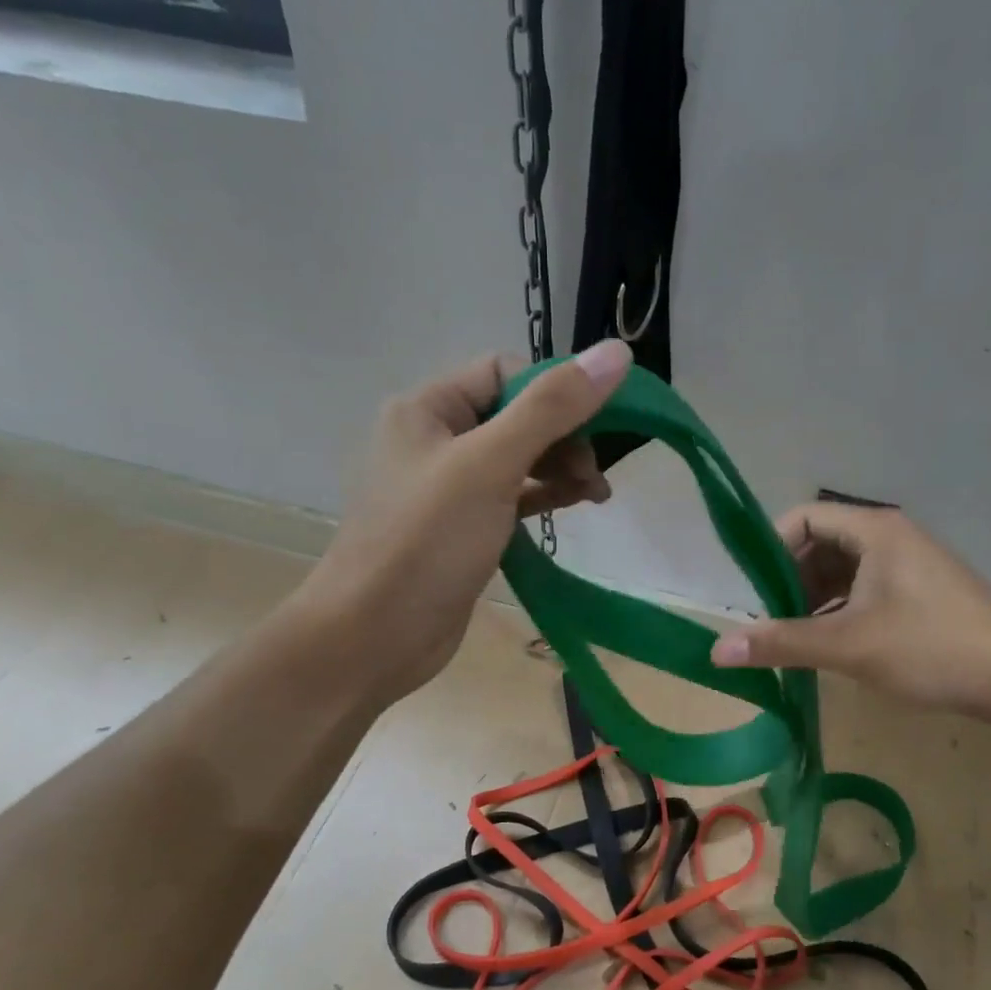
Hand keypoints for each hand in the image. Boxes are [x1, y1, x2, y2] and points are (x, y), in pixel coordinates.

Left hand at [286, 340, 630, 706]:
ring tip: (597, 495)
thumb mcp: (491, 465)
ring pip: (518, 458)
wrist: (374, 636)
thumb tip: (616, 353)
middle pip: (515, 415)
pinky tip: (574, 505)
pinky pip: (511, 496)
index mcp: (427, 408)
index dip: (554, 391)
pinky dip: (544, 496)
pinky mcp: (462, 528)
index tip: (595, 426)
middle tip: (594, 474)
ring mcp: (448, 487)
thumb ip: (552, 408)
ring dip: (561, 467)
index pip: (504, 372)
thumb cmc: (427, 542)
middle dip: (563, 436)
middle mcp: (434, 439)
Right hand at [708, 503, 990, 721]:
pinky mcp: (921, 590)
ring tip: (794, 637)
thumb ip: (780, 642)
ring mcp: (909, 563)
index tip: (754, 593)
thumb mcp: (847, 646)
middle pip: (821, 543)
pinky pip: (865, 588)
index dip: (770, 549)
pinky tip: (831, 643)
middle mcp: (891, 536)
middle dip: (789, 579)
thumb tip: (716, 651)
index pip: (803, 518)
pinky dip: (839, 609)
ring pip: (842, 569)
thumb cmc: (929, 648)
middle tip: (771, 621)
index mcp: (875, 530)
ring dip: (812, 598)